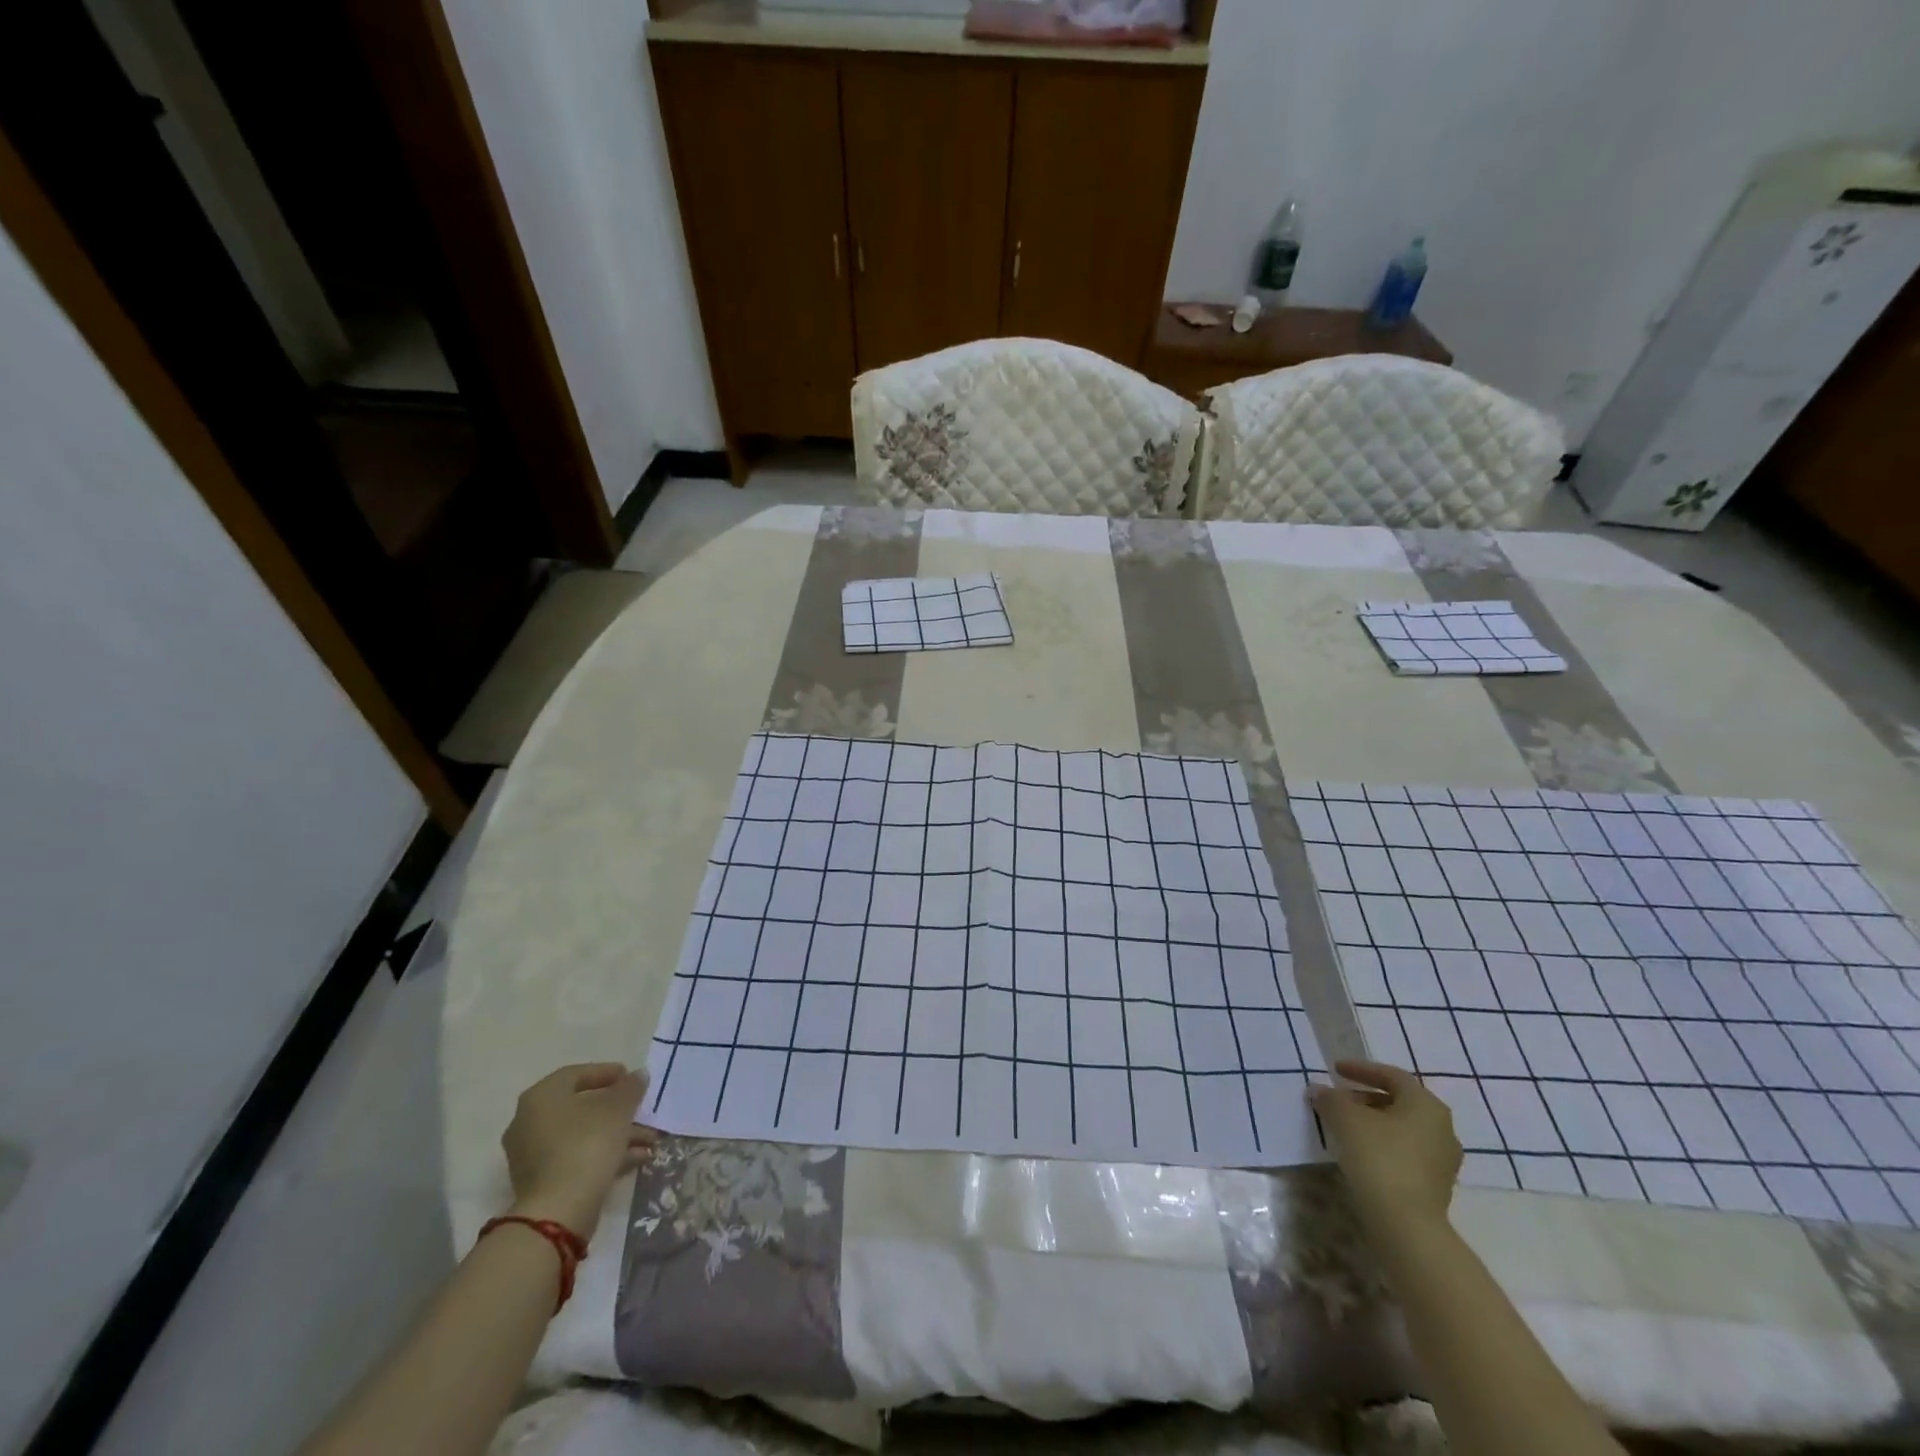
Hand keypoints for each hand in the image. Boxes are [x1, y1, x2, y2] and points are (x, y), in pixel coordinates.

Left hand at [502, 1064, 657, 1240]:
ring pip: (582, 1135)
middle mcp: (529, 1122)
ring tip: (649, 1139)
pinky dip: (604, 1154)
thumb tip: (638, 1075)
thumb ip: (630, 1087)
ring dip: (616, 1134)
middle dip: (617, 1109)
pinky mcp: (541, 1182)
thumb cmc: (587, 1144)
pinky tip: (636, 1158)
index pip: (576, 1074)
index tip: (632, 1079)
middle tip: (641, 1109)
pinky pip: (576, 1157)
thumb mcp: (618, 1108)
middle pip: (580, 1107)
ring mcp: (532, 1155)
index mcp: (541, 1097)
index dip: (608, 1073)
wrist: (558, 1211)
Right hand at [1311, 1059, 1461, 1236]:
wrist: (1407, 1225)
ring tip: (1345, 1125)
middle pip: (1399, 1101)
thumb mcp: (1345, 1119)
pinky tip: (1361, 1151)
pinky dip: (1383, 1144)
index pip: (1392, 1075)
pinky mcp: (1437, 1185)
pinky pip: (1407, 1151)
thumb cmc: (1379, 1158)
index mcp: (1426, 1105)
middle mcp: (1442, 1128)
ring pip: (1403, 1128)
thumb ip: (1331, 1098)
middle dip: (1365, 1097)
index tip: (1334, 1070)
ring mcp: (1443, 1159)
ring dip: (1374, 1122)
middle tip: (1338, 1098)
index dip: (1361, 1069)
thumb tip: (1320, 1090)